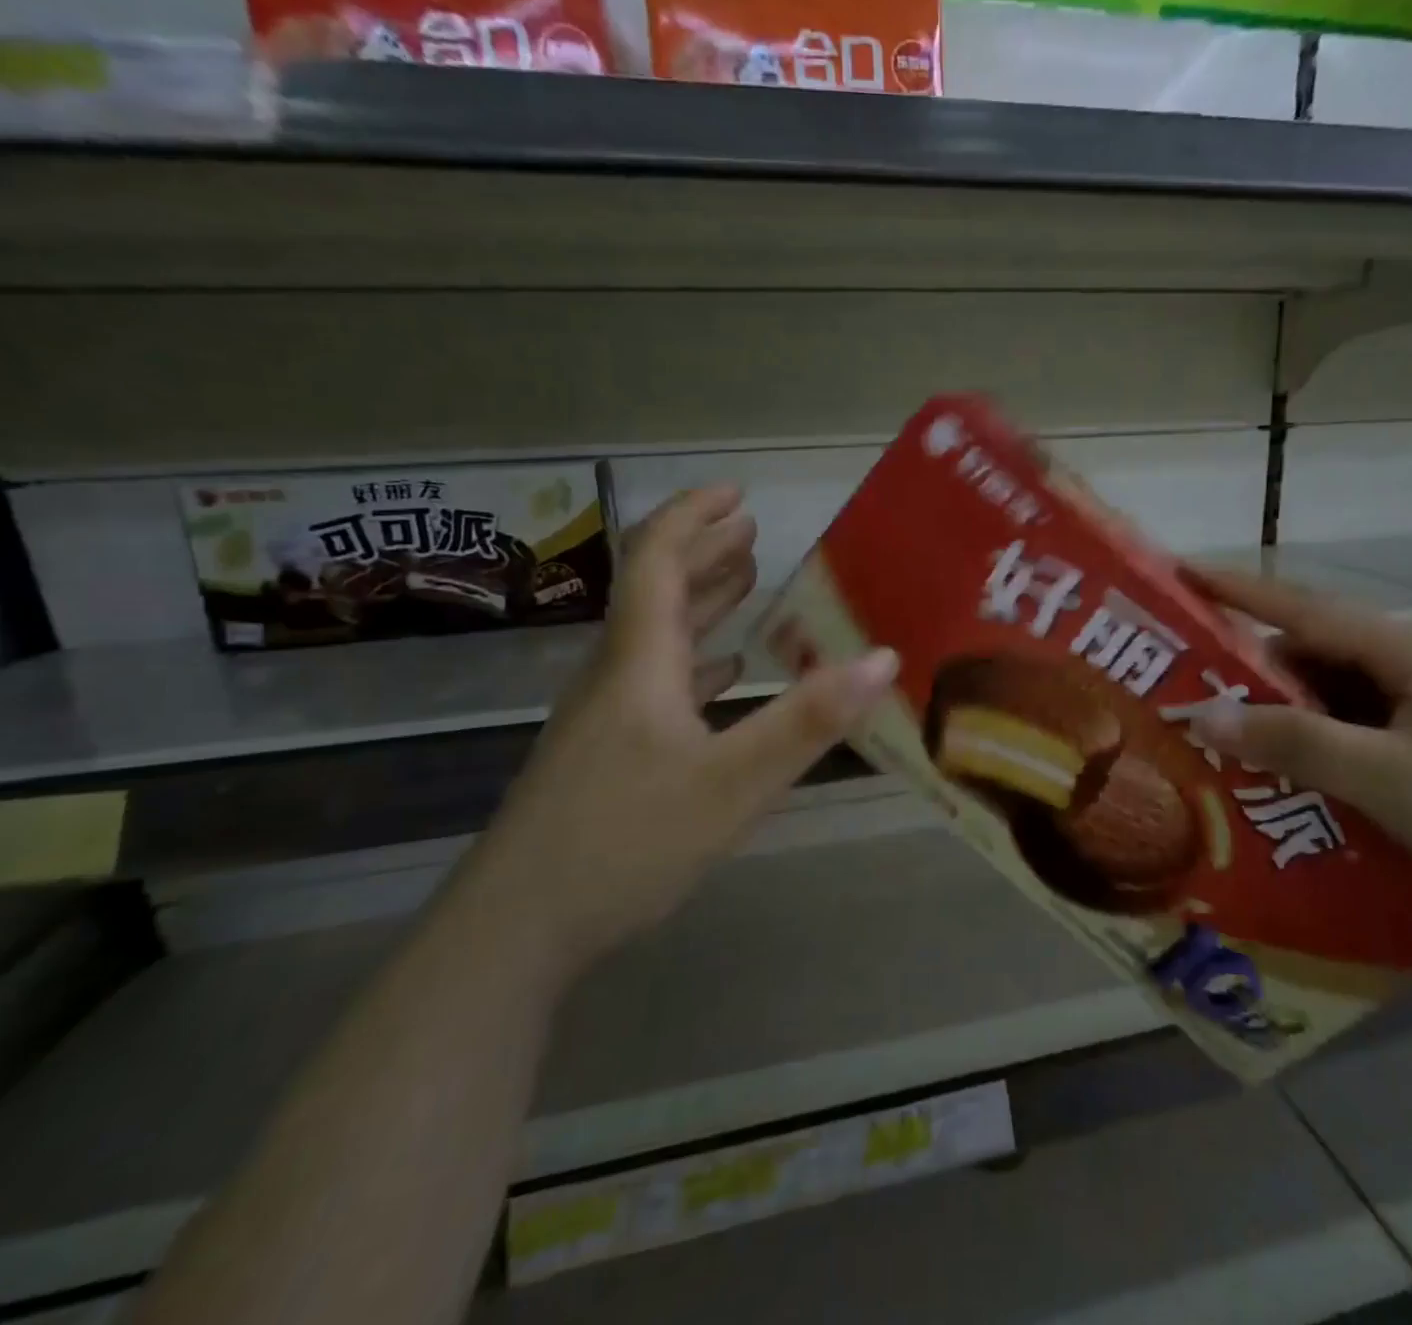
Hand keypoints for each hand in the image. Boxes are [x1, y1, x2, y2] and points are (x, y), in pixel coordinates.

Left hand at [471, 486, 897, 977]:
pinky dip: (694, 659)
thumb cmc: (625, 842)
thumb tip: (884, 658)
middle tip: (750, 527)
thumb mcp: (733, 783)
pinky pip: (657, 681)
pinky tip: (721, 673)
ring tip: (745, 578)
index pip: (658, 562)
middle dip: (704, 551)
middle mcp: (618, 676)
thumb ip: (809, 720)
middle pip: (656, 591)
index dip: (694, 518)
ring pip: (657, 636)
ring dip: (700, 600)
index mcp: (641, 662)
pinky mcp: (606, 754)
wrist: (516, 929)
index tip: (737, 493)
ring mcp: (606, 717)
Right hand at [1189, 568, 1411, 933]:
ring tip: (1226, 736)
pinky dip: (1312, 740)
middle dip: (1251, 669)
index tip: (1182, 574)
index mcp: (1409, 652)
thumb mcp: (1385, 777)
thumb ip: (1294, 741)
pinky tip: (1285, 768)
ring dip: (1281, 712)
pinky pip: (1350, 726)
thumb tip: (1204, 714)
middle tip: (1189, 686)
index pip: (1306, 608)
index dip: (1240, 590)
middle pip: (1313, 652)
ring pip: (1330, 693)